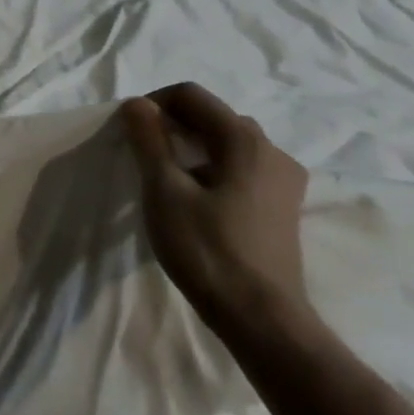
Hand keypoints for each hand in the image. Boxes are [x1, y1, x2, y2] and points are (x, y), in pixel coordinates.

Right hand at [120, 82, 310, 333]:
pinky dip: (211, 167)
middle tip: (143, 152)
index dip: (153, 103)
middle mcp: (272, 151)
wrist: (261, 319)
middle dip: (172, 124)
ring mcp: (284, 180)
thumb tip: (137, 103)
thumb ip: (149, 139)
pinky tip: (194, 198)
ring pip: (227, 142)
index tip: (129, 131)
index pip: (191, 95)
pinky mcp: (282, 205)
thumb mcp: (163, 189)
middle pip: (212, 116)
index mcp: (244, 140)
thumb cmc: (207, 249)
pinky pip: (241, 167)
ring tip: (165, 176)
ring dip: (191, 146)